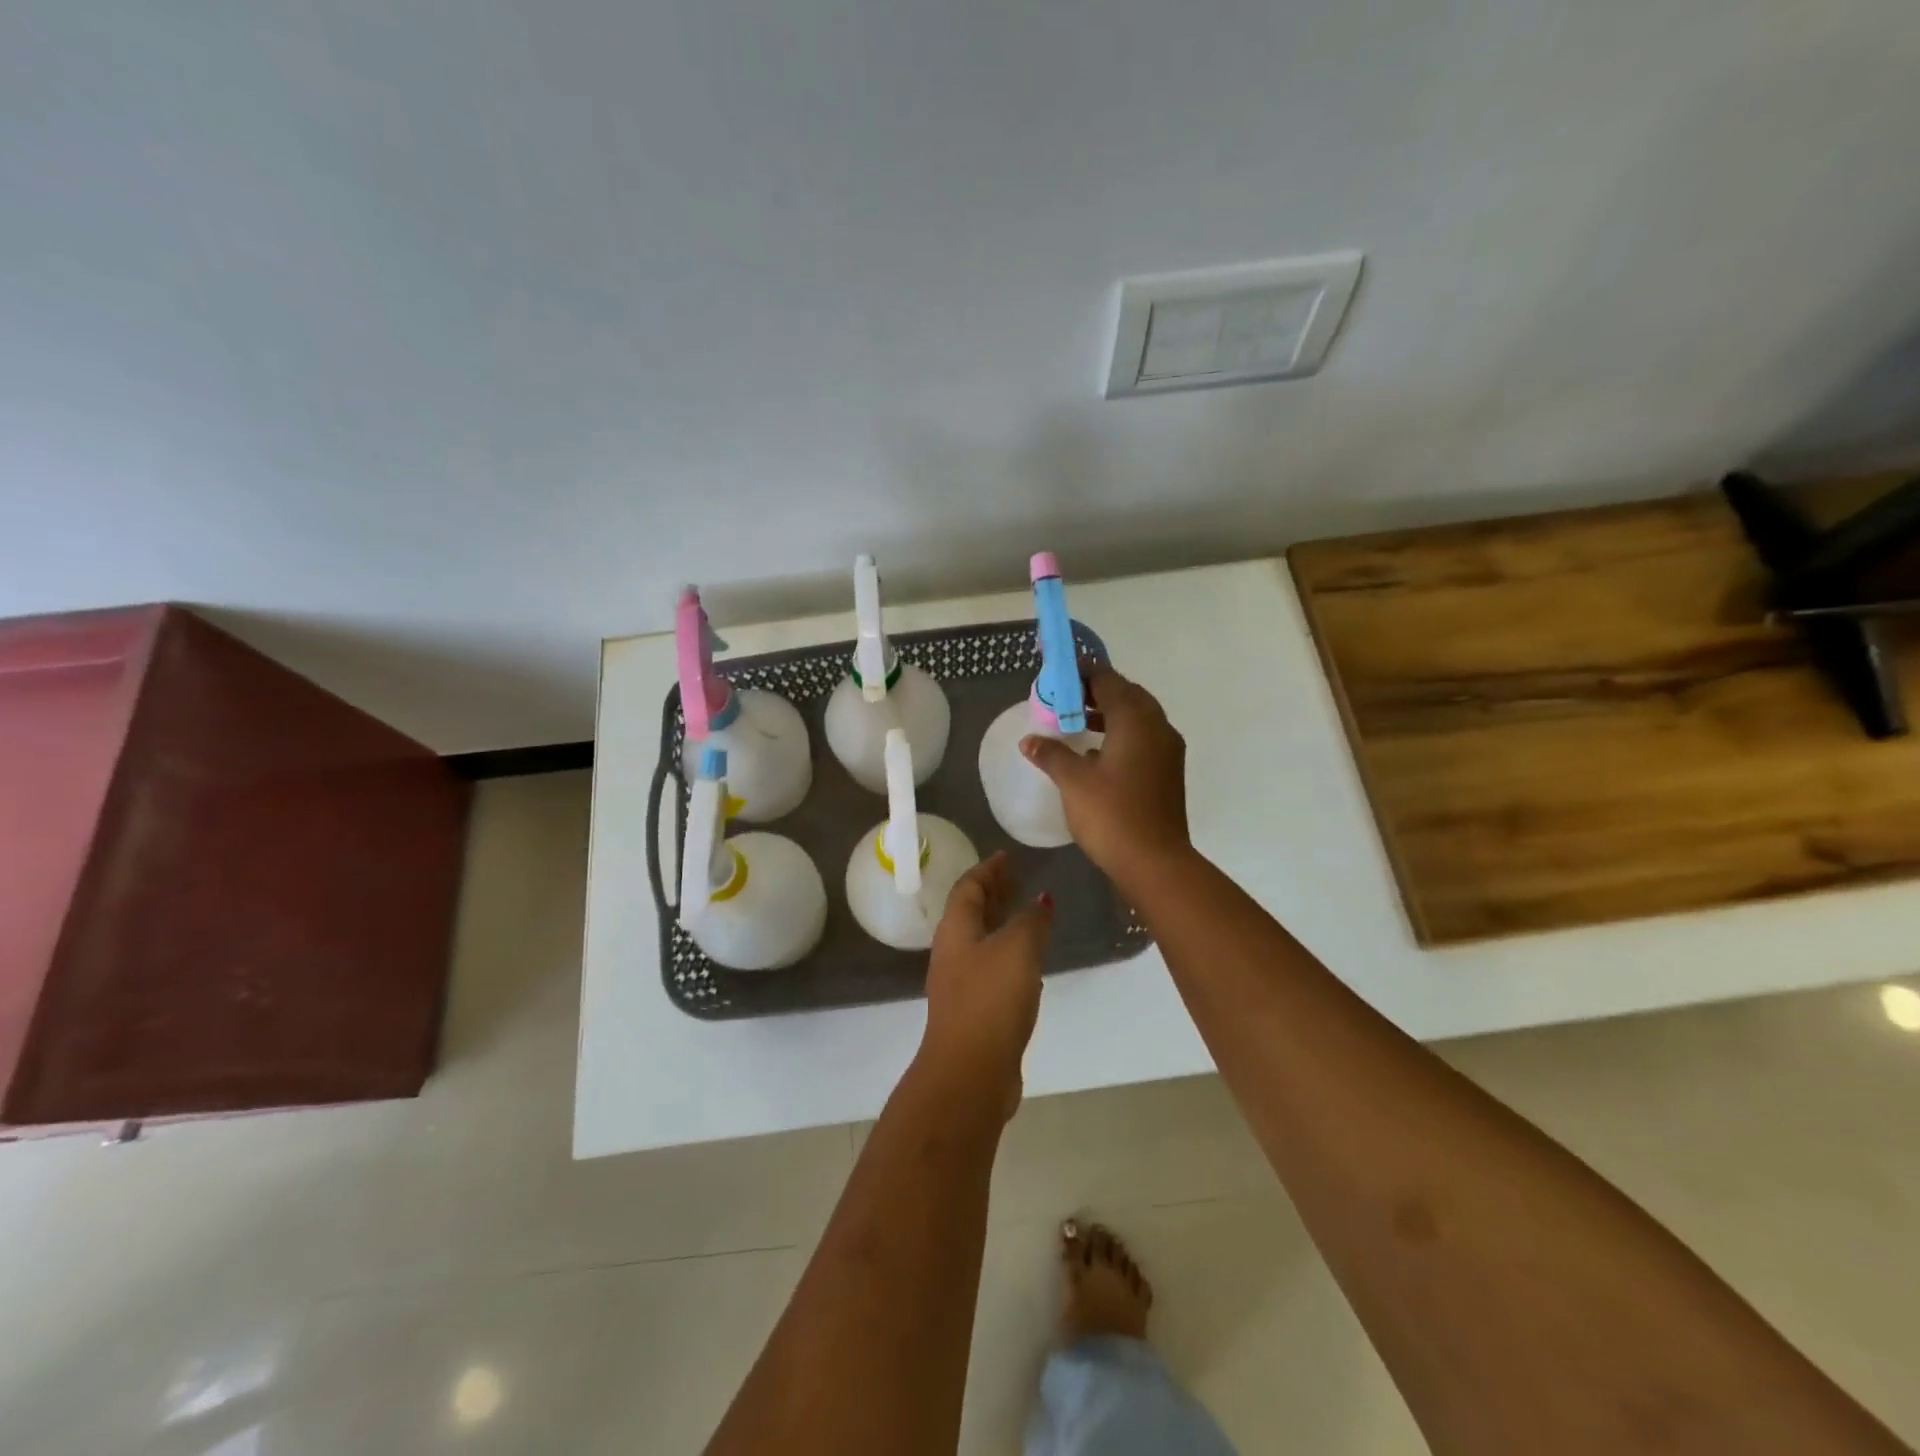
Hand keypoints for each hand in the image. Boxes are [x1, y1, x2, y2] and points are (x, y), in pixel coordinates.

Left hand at [919, 852, 1052, 1117]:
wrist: (970, 1072)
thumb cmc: (991, 999)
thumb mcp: (1017, 949)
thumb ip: (1031, 921)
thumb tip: (1041, 900)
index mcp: (956, 930)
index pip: (968, 887)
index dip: (988, 869)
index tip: (1007, 856)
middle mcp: (953, 952)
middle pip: (972, 912)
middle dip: (993, 893)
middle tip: (1017, 879)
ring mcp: (961, 984)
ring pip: (982, 941)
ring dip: (1002, 924)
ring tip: (1028, 915)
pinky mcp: (975, 1011)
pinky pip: (992, 969)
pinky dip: (1010, 955)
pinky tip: (1030, 963)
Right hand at [1021, 665, 1190, 886]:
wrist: (1155, 862)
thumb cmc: (1112, 815)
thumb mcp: (1073, 782)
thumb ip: (1051, 755)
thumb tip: (1030, 740)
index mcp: (1136, 720)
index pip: (1108, 680)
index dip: (1083, 672)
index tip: (1060, 671)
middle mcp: (1157, 727)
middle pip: (1127, 695)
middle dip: (1097, 691)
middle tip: (1066, 695)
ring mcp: (1167, 751)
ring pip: (1137, 718)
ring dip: (1108, 714)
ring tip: (1076, 720)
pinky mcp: (1167, 772)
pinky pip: (1142, 739)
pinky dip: (1120, 735)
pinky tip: (1096, 753)